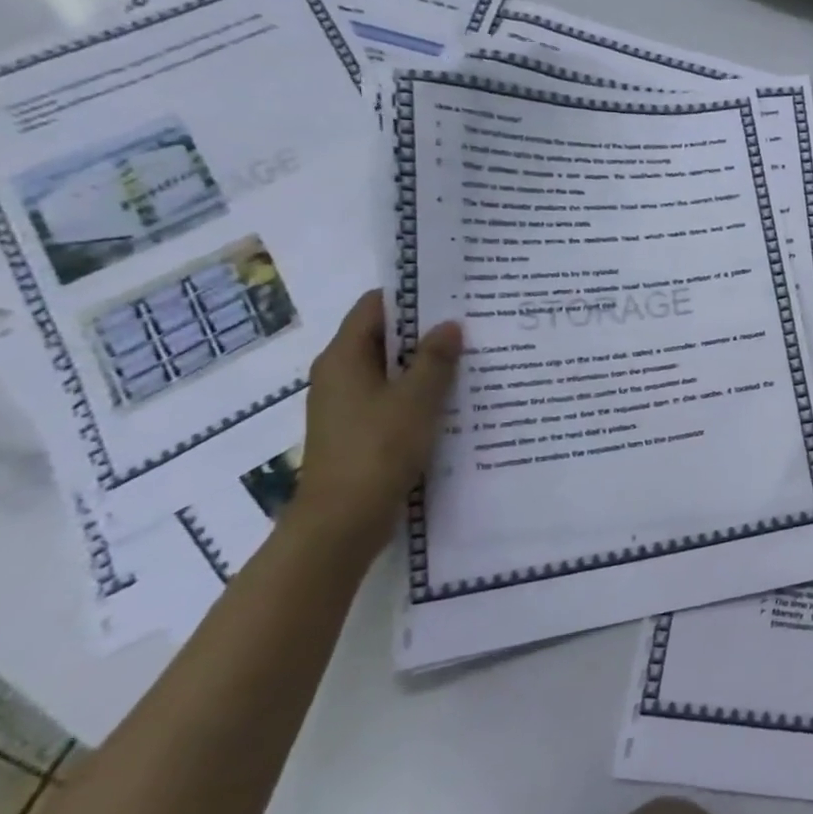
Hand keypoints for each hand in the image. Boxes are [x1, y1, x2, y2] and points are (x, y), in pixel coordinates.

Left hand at [289, 290, 462, 558]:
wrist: (342, 521)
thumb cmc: (377, 450)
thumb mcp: (415, 400)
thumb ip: (435, 360)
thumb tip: (449, 325)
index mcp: (344, 358)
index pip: (375, 307)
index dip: (411, 296)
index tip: (452, 291)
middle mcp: (339, 375)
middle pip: (383, 337)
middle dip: (425, 330)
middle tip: (472, 323)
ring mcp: (347, 405)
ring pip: (391, 370)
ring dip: (426, 364)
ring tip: (473, 357)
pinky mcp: (359, 431)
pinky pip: (392, 398)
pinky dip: (419, 393)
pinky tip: (454, 399)